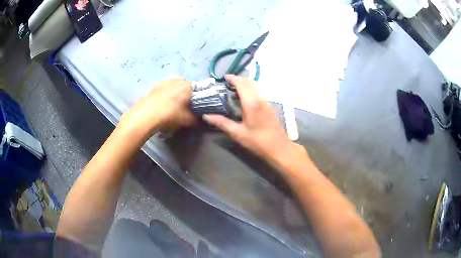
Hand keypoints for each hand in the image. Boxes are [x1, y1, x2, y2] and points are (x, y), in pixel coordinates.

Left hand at [120, 78, 195, 135]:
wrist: (146, 116)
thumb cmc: (170, 115)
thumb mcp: (187, 120)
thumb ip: (195, 119)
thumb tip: (199, 119)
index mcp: (188, 86)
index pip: (198, 88)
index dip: (198, 97)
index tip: (196, 105)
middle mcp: (177, 80)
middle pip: (185, 85)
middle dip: (186, 93)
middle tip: (185, 105)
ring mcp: (164, 82)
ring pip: (173, 85)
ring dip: (175, 92)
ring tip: (173, 104)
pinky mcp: (154, 86)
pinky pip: (164, 88)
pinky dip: (165, 94)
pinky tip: (162, 103)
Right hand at [203, 75, 297, 160]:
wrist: (279, 148)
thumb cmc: (258, 141)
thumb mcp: (238, 133)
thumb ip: (222, 122)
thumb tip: (206, 116)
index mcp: (251, 103)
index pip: (242, 84)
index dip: (233, 78)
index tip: (224, 78)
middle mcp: (260, 98)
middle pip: (249, 82)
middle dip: (238, 80)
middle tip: (227, 83)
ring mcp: (266, 102)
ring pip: (256, 86)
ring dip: (245, 84)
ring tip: (234, 90)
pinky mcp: (270, 106)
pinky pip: (259, 92)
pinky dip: (250, 90)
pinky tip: (245, 99)